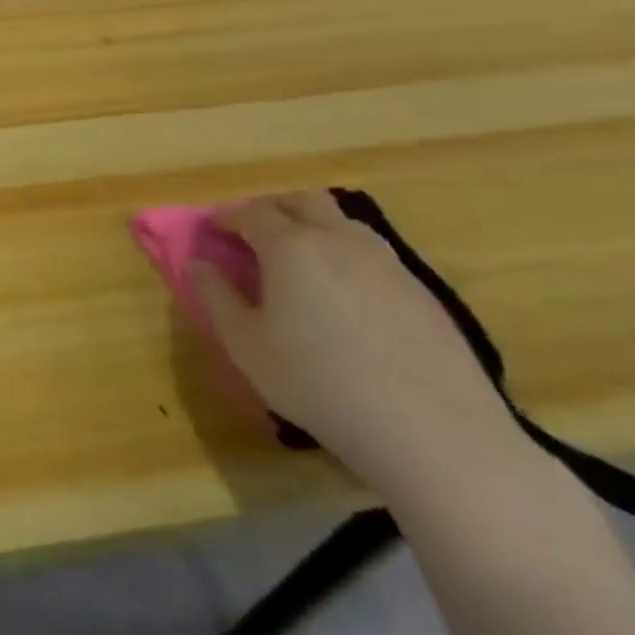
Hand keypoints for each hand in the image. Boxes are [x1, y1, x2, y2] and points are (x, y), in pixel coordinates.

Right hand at [191, 190, 520, 498]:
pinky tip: (341, 299)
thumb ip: (216, 296)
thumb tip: (200, 264)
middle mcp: (340, 241)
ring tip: (296, 265)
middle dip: (272, 209)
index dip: (226, 218)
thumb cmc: (318, 383)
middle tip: (252, 237)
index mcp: (292, 247)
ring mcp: (389, 264)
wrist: (434, 432)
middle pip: (303, 201)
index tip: (211, 233)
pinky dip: (344, 258)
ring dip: (313, 229)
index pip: (252, 212)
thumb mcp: (245, 344)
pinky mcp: (423, 292)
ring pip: (343, 223)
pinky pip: (372, 255)